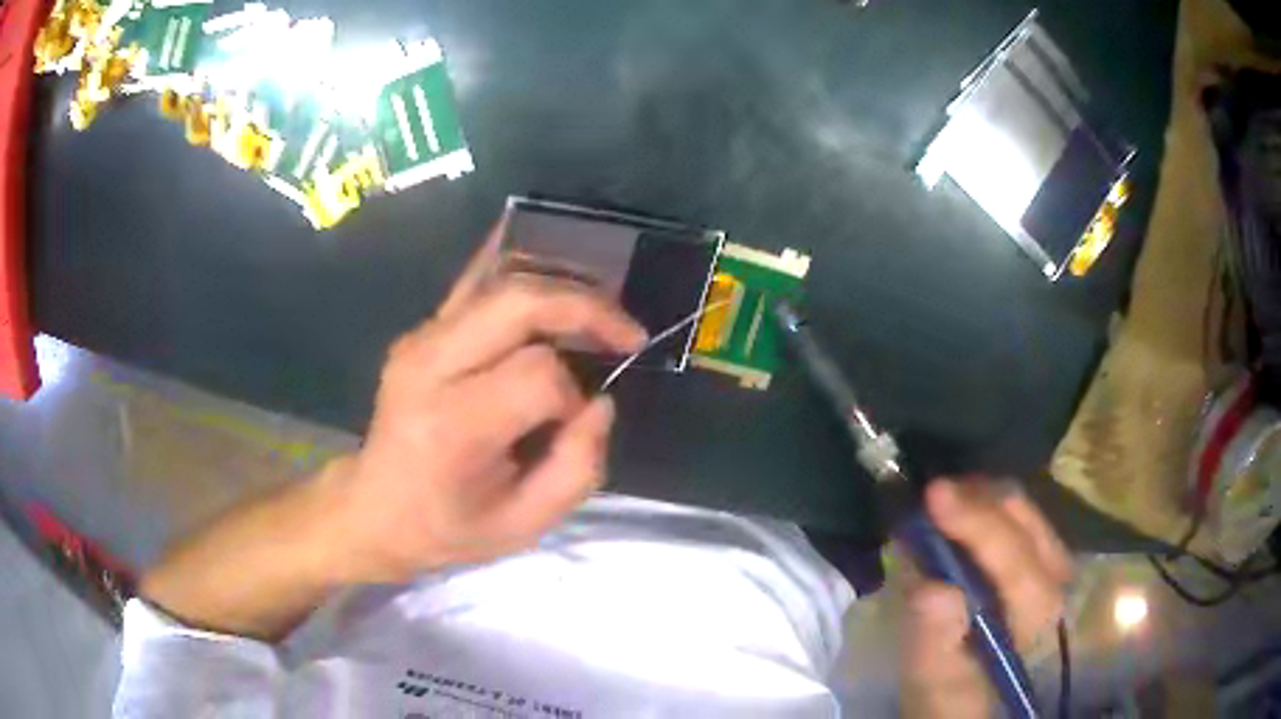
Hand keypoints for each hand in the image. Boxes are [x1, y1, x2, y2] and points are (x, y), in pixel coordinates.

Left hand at [328, 217, 646, 581]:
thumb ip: (577, 469)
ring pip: (502, 281)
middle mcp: (429, 366)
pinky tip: (551, 255)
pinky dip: (517, 264)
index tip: (576, 422)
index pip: (538, 375)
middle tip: (625, 333)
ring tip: (599, 314)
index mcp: (452, 426)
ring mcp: (419, 340)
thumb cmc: (447, 527)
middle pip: (519, 302)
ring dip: (561, 288)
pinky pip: (475, 282)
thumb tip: (601, 401)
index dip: (574, 395)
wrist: (373, 509)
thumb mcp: (522, 527)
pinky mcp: (420, 331)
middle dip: (584, 308)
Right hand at [899, 478, 1072, 718]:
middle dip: (975, 500)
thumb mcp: (932, 676)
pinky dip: (983, 505)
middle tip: (928, 496)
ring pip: (1021, 507)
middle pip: (1022, 517)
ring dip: (978, 498)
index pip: (1014, 558)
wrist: (968, 696)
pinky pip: (1015, 513)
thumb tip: (932, 588)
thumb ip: (933, 637)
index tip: (933, 494)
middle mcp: (1055, 580)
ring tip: (937, 504)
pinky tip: (957, 514)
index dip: (976, 522)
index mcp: (1035, 616)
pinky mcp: (1040, 556)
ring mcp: (1052, 562)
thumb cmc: (947, 692)